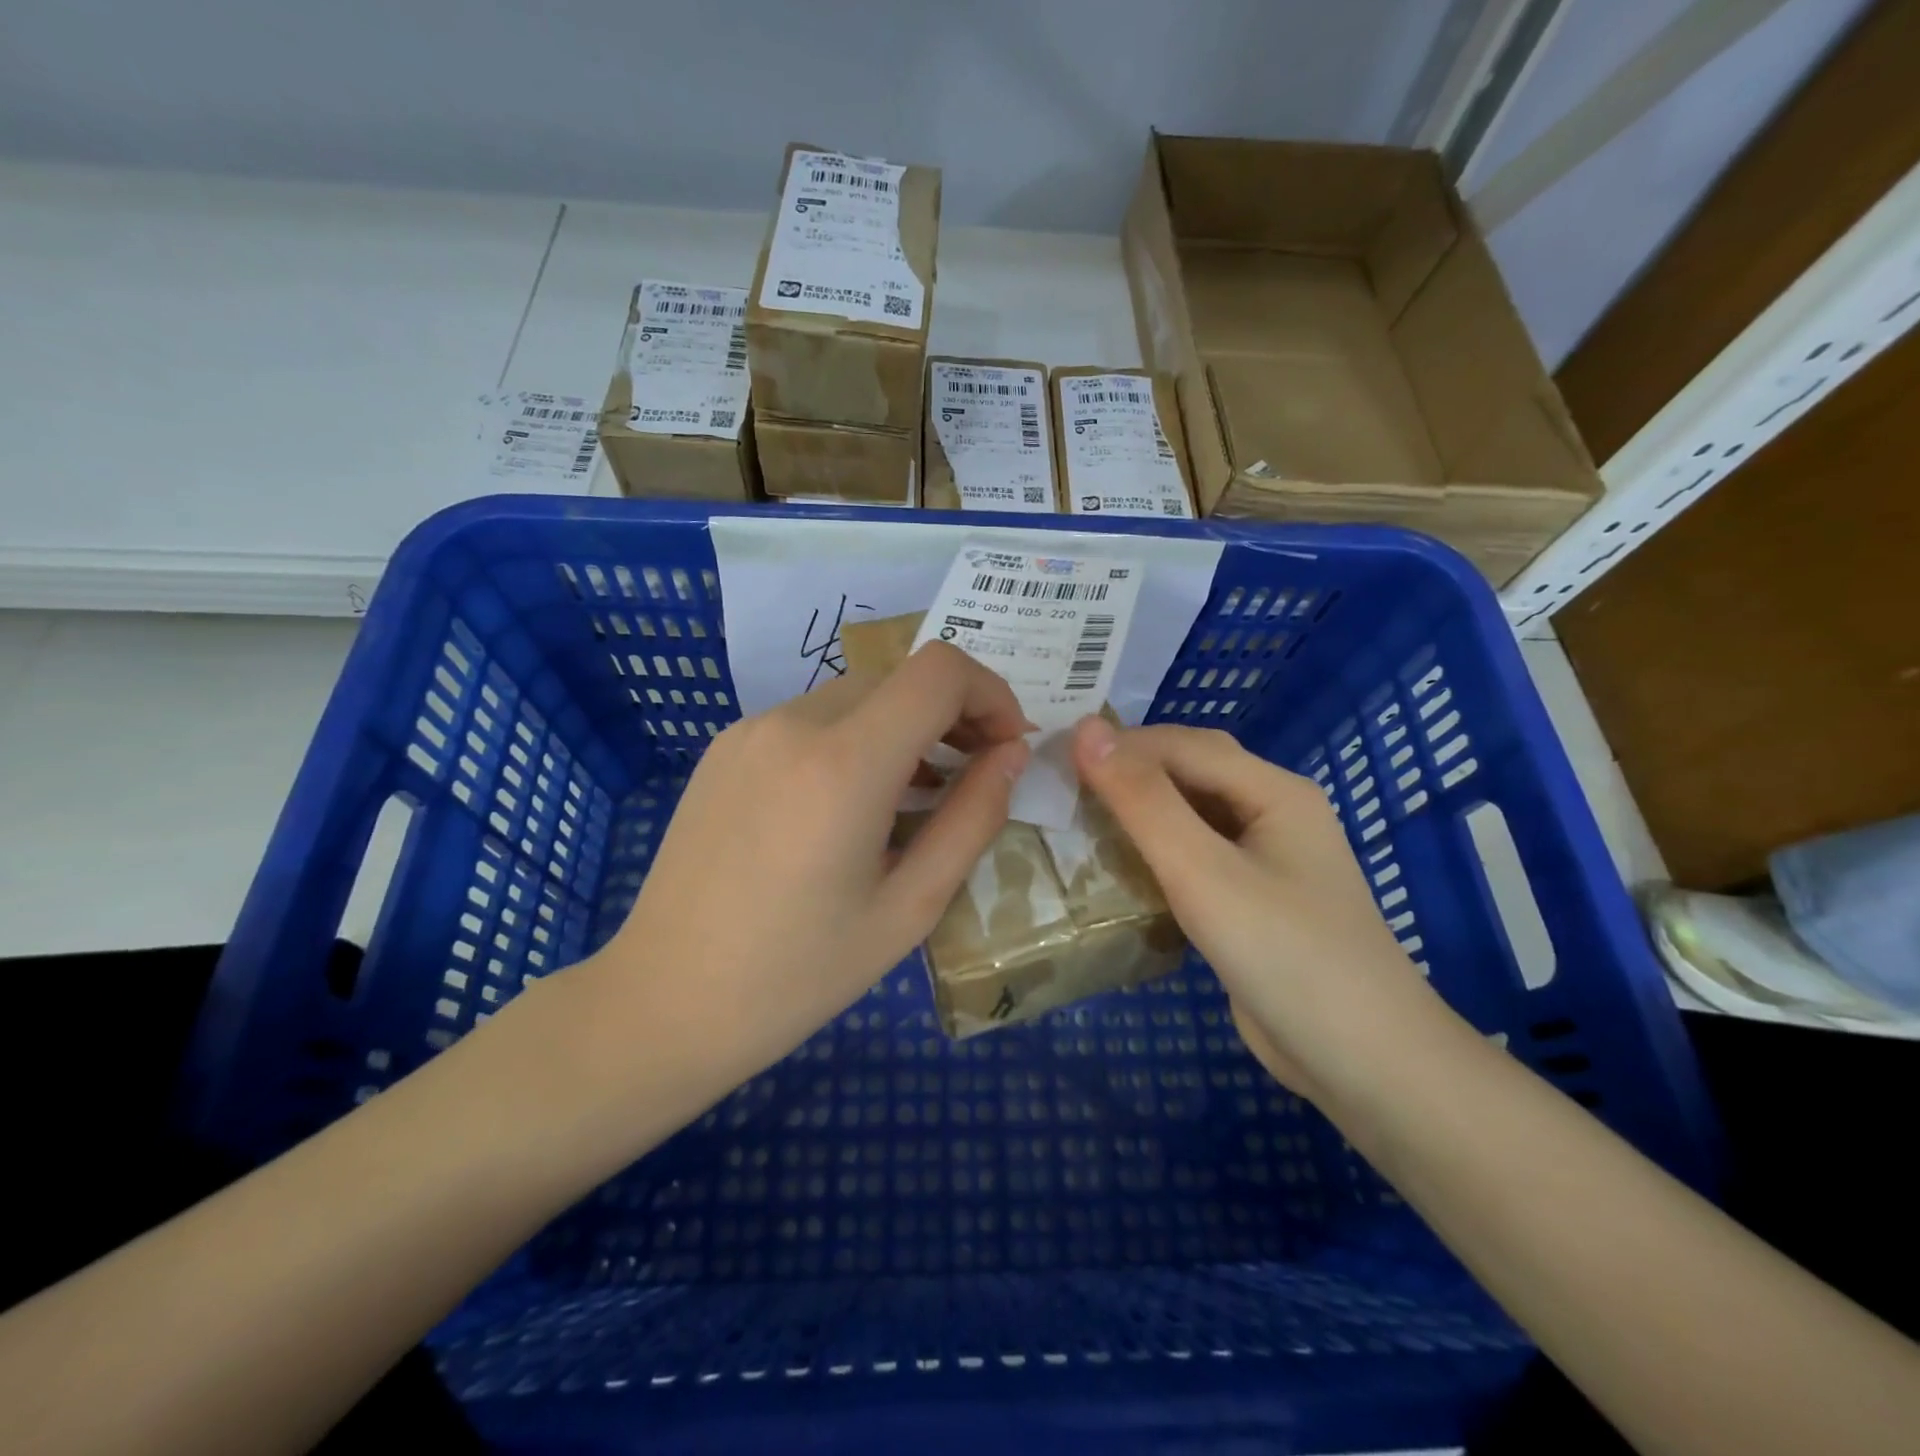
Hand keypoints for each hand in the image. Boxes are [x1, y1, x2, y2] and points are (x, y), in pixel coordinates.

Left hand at [584, 642, 1030, 1109]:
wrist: (663, 1002)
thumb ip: (973, 819)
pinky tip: (851, 806)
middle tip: (972, 779)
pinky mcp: (725, 748)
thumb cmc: (798, 974)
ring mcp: (750, 730)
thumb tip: (1011, 754)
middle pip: (900, 679)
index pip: (940, 671)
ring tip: (918, 799)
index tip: (1006, 748)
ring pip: (857, 697)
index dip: (991, 694)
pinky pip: (811, 720)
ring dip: (904, 729)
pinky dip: (854, 741)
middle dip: (953, 715)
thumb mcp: (910, 907)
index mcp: (843, 763)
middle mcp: (793, 724)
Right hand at [1071, 717, 1430, 1096]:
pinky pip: (1194, 858)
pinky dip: (1154, 855)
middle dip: (1128, 773)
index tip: (1054, 761)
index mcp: (1273, 790)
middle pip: (1189, 773)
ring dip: (1137, 814)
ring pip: (1189, 816)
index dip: (1118, 745)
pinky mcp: (1251, 901)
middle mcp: (1272, 813)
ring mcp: (1265, 860)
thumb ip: (1143, 800)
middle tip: (1062, 788)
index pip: (1182, 745)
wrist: (1363, 1063)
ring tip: (1078, 822)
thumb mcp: (1203, 870)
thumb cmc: (1284, 954)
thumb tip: (1086, 730)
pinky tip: (1118, 870)